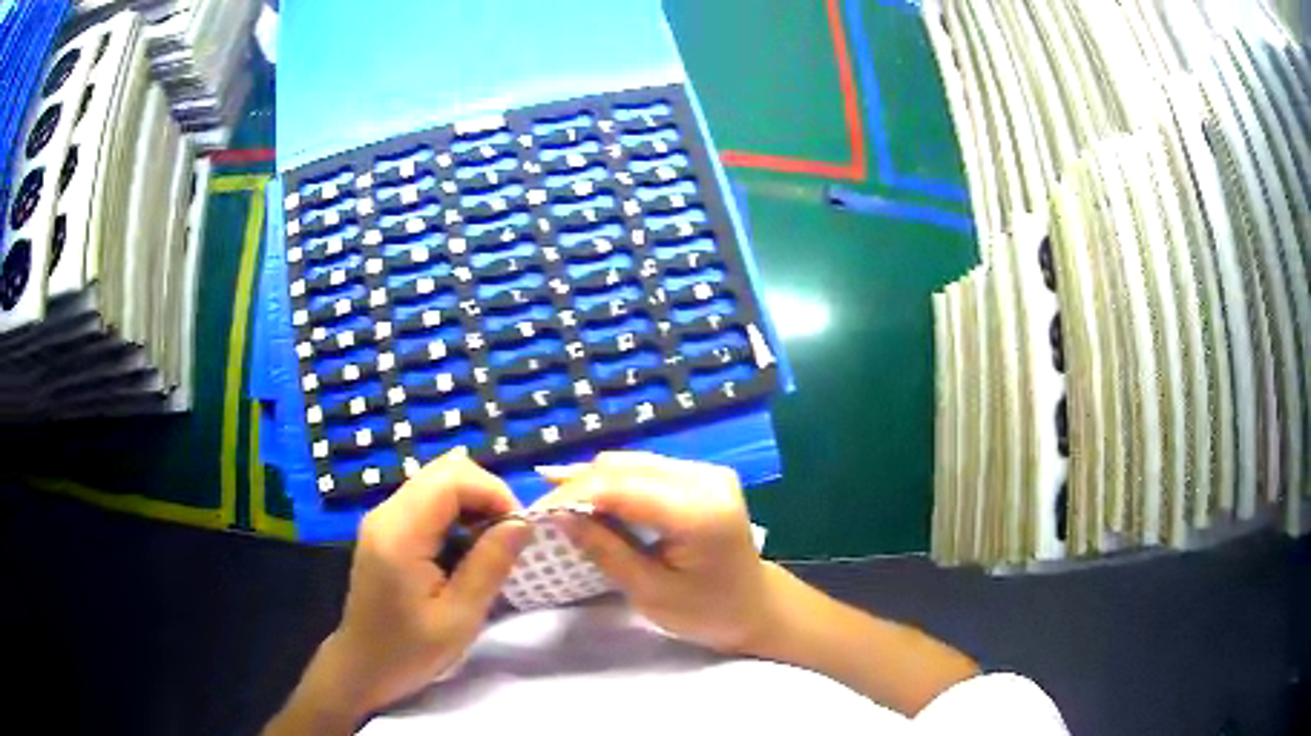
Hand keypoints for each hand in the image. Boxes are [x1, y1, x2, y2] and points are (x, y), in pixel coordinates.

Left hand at [266, 448, 530, 733]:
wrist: (364, 666)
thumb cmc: (410, 650)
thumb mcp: (460, 617)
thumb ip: (490, 565)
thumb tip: (523, 523)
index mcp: (400, 533)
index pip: (452, 478)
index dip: (494, 493)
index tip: (519, 532)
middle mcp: (387, 512)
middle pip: (445, 470)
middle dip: (486, 495)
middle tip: (507, 538)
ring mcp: (384, 518)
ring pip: (438, 482)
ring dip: (473, 504)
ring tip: (490, 546)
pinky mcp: (387, 528)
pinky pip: (428, 501)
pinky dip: (456, 514)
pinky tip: (465, 550)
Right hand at [537, 451, 773, 653]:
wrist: (755, 606)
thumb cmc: (706, 612)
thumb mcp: (650, 592)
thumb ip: (605, 549)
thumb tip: (558, 514)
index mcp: (699, 512)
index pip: (621, 488)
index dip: (572, 495)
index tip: (534, 514)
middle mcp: (706, 478)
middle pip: (625, 467)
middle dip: (577, 485)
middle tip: (539, 509)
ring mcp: (707, 471)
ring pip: (632, 462)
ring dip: (592, 480)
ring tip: (554, 499)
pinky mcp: (702, 475)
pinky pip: (646, 469)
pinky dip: (614, 482)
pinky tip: (586, 492)